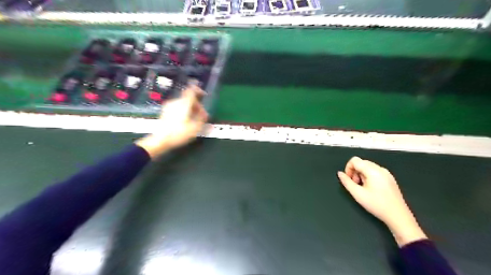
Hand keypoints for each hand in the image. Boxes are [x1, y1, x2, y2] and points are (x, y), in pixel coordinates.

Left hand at [136, 86, 208, 158]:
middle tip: (201, 116)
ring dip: (190, 109)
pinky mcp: (165, 112)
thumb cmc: (179, 133)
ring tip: (194, 120)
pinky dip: (184, 112)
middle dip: (197, 106)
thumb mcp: (195, 127)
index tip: (203, 95)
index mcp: (184, 104)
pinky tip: (186, 122)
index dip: (198, 91)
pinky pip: (178, 108)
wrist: (161, 140)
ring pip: (183, 104)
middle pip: (189, 99)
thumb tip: (204, 113)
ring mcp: (169, 107)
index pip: (192, 91)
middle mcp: (176, 102)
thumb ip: (202, 118)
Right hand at [339, 157, 425, 246]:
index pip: (355, 160)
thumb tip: (340, 174)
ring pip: (368, 167)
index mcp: (373, 171)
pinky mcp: (390, 178)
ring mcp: (386, 173)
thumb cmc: (377, 205)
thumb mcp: (358, 194)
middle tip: (355, 185)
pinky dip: (368, 177)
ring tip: (362, 188)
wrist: (398, 216)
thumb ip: (346, 182)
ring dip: (361, 174)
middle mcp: (380, 169)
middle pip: (361, 163)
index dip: (348, 168)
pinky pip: (375, 172)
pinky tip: (370, 189)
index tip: (348, 179)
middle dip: (354, 172)